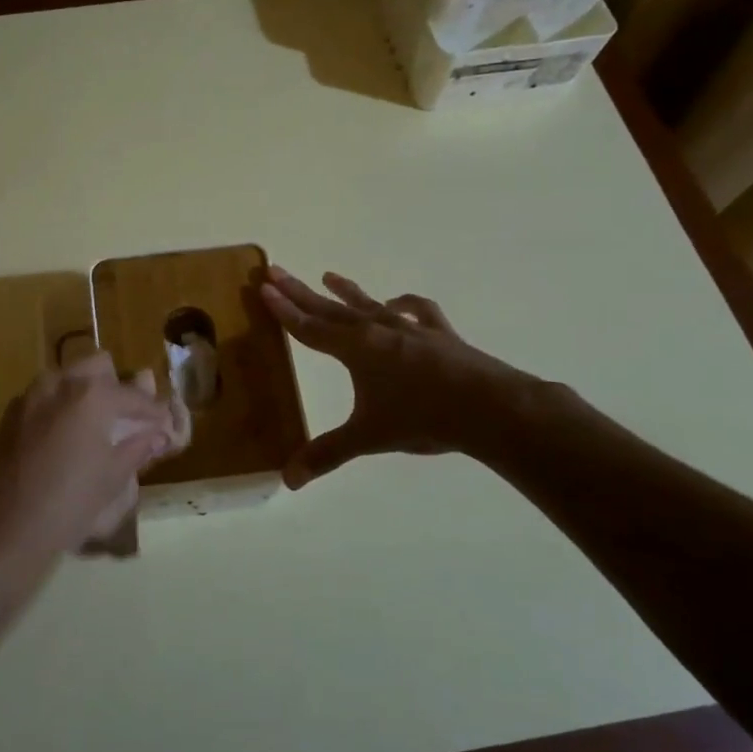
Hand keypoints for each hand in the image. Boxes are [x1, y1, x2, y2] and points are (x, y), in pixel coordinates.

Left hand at [0, 352, 174, 575]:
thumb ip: (136, 447)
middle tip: (126, 419)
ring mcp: (29, 397)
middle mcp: (59, 384)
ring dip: (86, 394)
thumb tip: (155, 434)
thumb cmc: (67, 505)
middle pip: (98, 365)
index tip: (164, 426)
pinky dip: (61, 410)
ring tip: (96, 431)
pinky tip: (65, 443)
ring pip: (66, 379)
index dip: (154, 412)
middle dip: (116, 386)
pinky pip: (44, 399)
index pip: (135, 396)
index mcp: (91, 394)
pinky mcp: (8, 416)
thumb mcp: (112, 479)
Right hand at [261, 266, 543, 486]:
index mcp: (356, 350)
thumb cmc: (421, 418)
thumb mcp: (368, 437)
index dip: (284, 311)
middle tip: (276, 270)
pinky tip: (397, 304)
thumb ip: (327, 454)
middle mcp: (378, 330)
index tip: (263, 288)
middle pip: (331, 309)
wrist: (488, 406)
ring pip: (369, 304)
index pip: (310, 328)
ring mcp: (410, 328)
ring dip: (346, 291)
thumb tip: (288, 481)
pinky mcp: (438, 334)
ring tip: (328, 275)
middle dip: (301, 291)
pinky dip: (404, 305)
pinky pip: (416, 311)